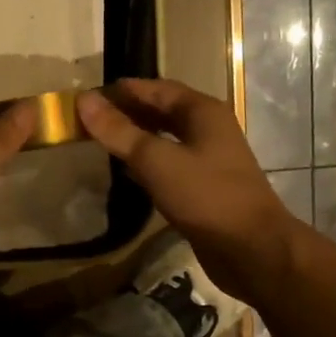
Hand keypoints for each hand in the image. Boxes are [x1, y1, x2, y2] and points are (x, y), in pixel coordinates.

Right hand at [76, 79, 296, 298]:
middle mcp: (208, 129)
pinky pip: (170, 164)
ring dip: (137, 137)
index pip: (156, 89)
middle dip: (128, 112)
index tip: (89, 96)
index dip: (123, 90)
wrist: (251, 248)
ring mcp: (209, 159)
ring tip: (103, 141)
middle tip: (91, 119)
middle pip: (163, 111)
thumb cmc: (205, 196)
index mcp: (202, 112)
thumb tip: (84, 100)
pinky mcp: (205, 186)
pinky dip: (147, 162)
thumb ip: (119, 131)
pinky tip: (127, 172)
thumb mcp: (156, 160)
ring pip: (166, 138)